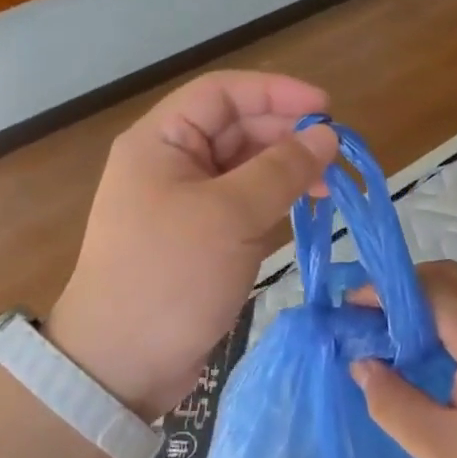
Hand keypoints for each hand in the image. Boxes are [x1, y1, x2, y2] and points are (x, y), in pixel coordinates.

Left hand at [47, 72, 337, 420]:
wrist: (121, 365)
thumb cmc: (170, 276)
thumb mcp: (231, 215)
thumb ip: (282, 169)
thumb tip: (327, 134)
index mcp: (160, 141)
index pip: (222, 93)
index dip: (276, 92)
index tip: (326, 108)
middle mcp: (169, 163)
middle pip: (235, 128)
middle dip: (286, 135)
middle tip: (335, 156)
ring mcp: (183, 202)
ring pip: (243, 167)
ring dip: (285, 170)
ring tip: (327, 186)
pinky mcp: (198, 238)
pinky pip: (242, 203)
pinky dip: (273, 201)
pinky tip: (302, 209)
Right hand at [350, 261, 456, 457]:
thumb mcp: (445, 452)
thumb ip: (395, 404)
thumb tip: (363, 365)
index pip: (426, 288)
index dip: (382, 293)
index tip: (348, 311)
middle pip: (452, 278)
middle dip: (405, 289)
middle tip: (371, 321)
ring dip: (433, 302)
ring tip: (400, 340)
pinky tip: (446, 360)